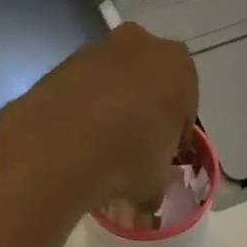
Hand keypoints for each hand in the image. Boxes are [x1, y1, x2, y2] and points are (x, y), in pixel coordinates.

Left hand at [13, 24, 197, 206]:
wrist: (62, 146)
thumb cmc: (128, 159)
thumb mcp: (154, 185)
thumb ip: (156, 186)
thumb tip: (147, 201)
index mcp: (179, 68)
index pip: (185, 107)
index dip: (173, 138)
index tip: (161, 160)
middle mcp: (142, 45)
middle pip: (147, 87)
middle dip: (141, 117)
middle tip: (130, 154)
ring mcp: (97, 49)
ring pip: (111, 85)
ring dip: (109, 112)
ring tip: (97, 154)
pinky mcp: (61, 64)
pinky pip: (80, 92)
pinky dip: (79, 113)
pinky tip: (73, 145)